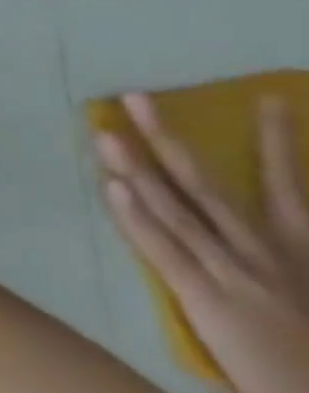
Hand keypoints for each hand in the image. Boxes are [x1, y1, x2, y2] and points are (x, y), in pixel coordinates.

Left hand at [97, 92, 308, 392]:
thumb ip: (293, 255)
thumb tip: (277, 218)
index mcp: (300, 248)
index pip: (287, 184)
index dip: (275, 141)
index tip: (269, 98)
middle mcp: (265, 250)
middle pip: (207, 182)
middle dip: (168, 137)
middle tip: (134, 95)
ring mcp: (232, 271)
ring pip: (174, 206)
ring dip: (135, 167)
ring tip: (104, 132)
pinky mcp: (205, 297)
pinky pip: (162, 248)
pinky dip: (135, 217)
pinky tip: (111, 188)